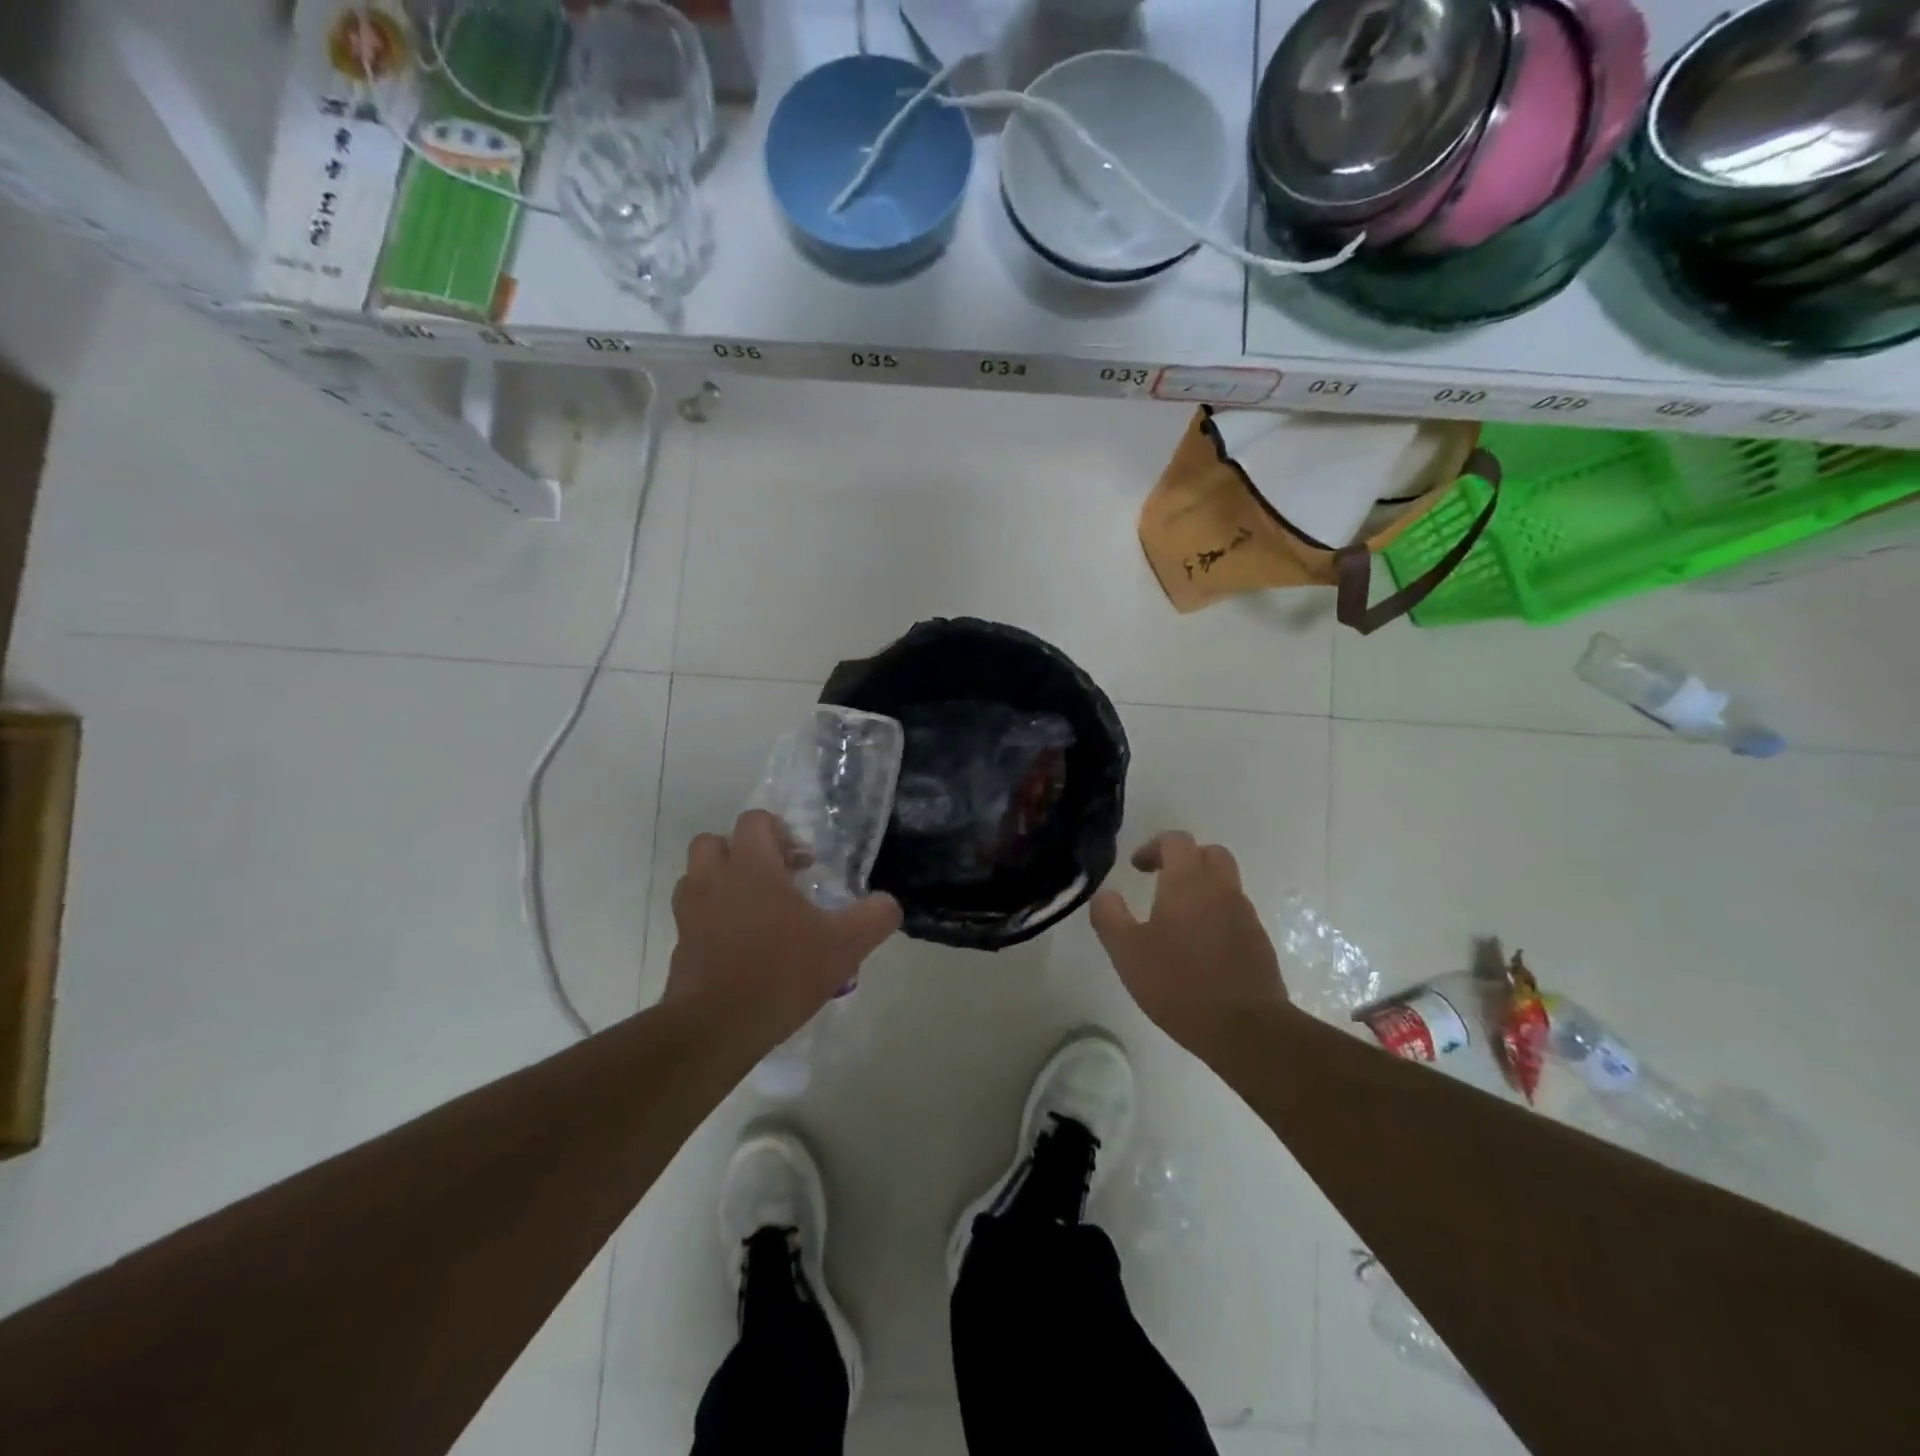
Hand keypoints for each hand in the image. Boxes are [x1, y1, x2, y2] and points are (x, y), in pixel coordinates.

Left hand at [665, 810, 901, 1050]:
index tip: (802, 863)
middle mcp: (714, 880)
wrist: (716, 1027)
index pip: (754, 821)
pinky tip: (740, 948)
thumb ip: (874, 918)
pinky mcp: (680, 946)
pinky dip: (711, 921)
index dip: (779, 831)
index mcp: (752, 867)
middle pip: (714, 842)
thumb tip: (888, 904)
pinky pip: (692, 918)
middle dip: (741, 852)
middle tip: (773, 879)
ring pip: (696, 878)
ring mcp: (690, 914)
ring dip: (721, 883)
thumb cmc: (782, 973)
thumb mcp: (844, 946)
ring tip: (753, 910)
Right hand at [1090, 832, 1291, 1054]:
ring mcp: (1246, 915)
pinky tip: (1199, 948)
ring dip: (1202, 889)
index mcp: (1188, 882)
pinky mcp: (1260, 943)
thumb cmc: (1179, 983)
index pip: (1176, 840)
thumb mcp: (1127, 952)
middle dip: (1184, 860)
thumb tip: (1105, 894)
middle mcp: (1222, 889)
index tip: (1137, 868)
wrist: (1246, 1028)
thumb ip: (1109, 916)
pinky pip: (1235, 913)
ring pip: (1225, 884)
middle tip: (1161, 881)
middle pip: (1209, 853)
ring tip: (1176, 920)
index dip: (1154, 847)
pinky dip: (1216, 916)